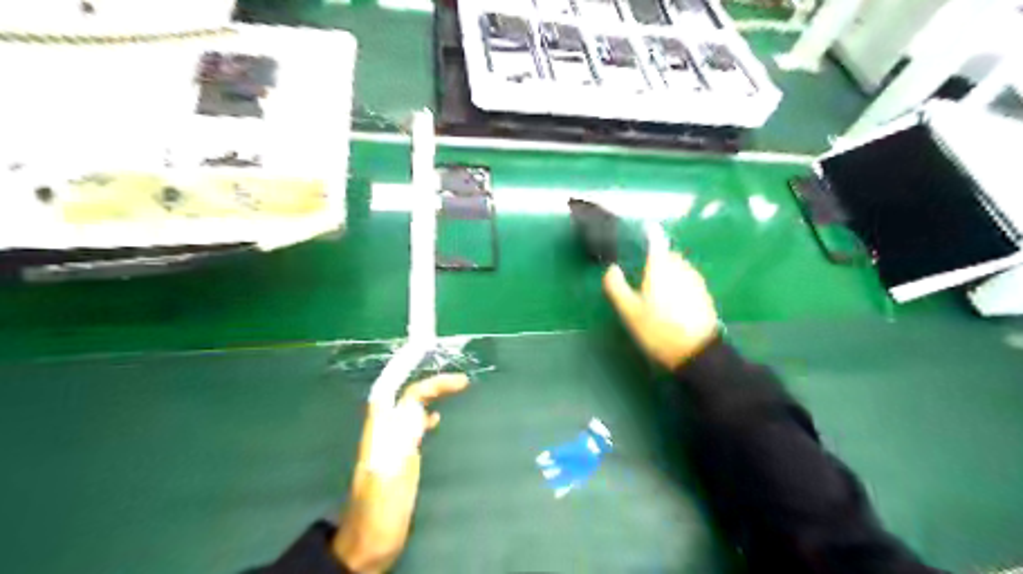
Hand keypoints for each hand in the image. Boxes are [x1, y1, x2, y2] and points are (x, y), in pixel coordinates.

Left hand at [335, 374, 468, 570]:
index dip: (427, 383)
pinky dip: (426, 416)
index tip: (456, 380)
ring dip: (430, 396)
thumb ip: (400, 443)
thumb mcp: (390, 478)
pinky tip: (437, 419)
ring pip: (409, 410)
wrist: (365, 548)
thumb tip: (417, 409)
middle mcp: (385, 435)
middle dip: (432, 384)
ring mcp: (391, 447)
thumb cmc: (379, 516)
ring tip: (455, 390)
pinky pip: (412, 428)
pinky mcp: (399, 460)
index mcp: (381, 436)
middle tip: (462, 381)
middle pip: (405, 398)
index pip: (402, 396)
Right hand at [606, 224, 718, 372]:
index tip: (641, 232)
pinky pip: (687, 280)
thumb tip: (611, 268)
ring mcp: (695, 280)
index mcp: (661, 267)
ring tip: (657, 289)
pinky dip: (678, 283)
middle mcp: (681, 267)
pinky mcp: (704, 294)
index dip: (649, 233)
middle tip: (643, 272)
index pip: (656, 240)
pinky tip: (672, 301)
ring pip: (679, 267)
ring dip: (668, 271)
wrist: (696, 353)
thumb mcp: (629, 312)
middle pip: (667, 255)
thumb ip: (616, 287)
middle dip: (657, 258)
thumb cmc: (658, 329)